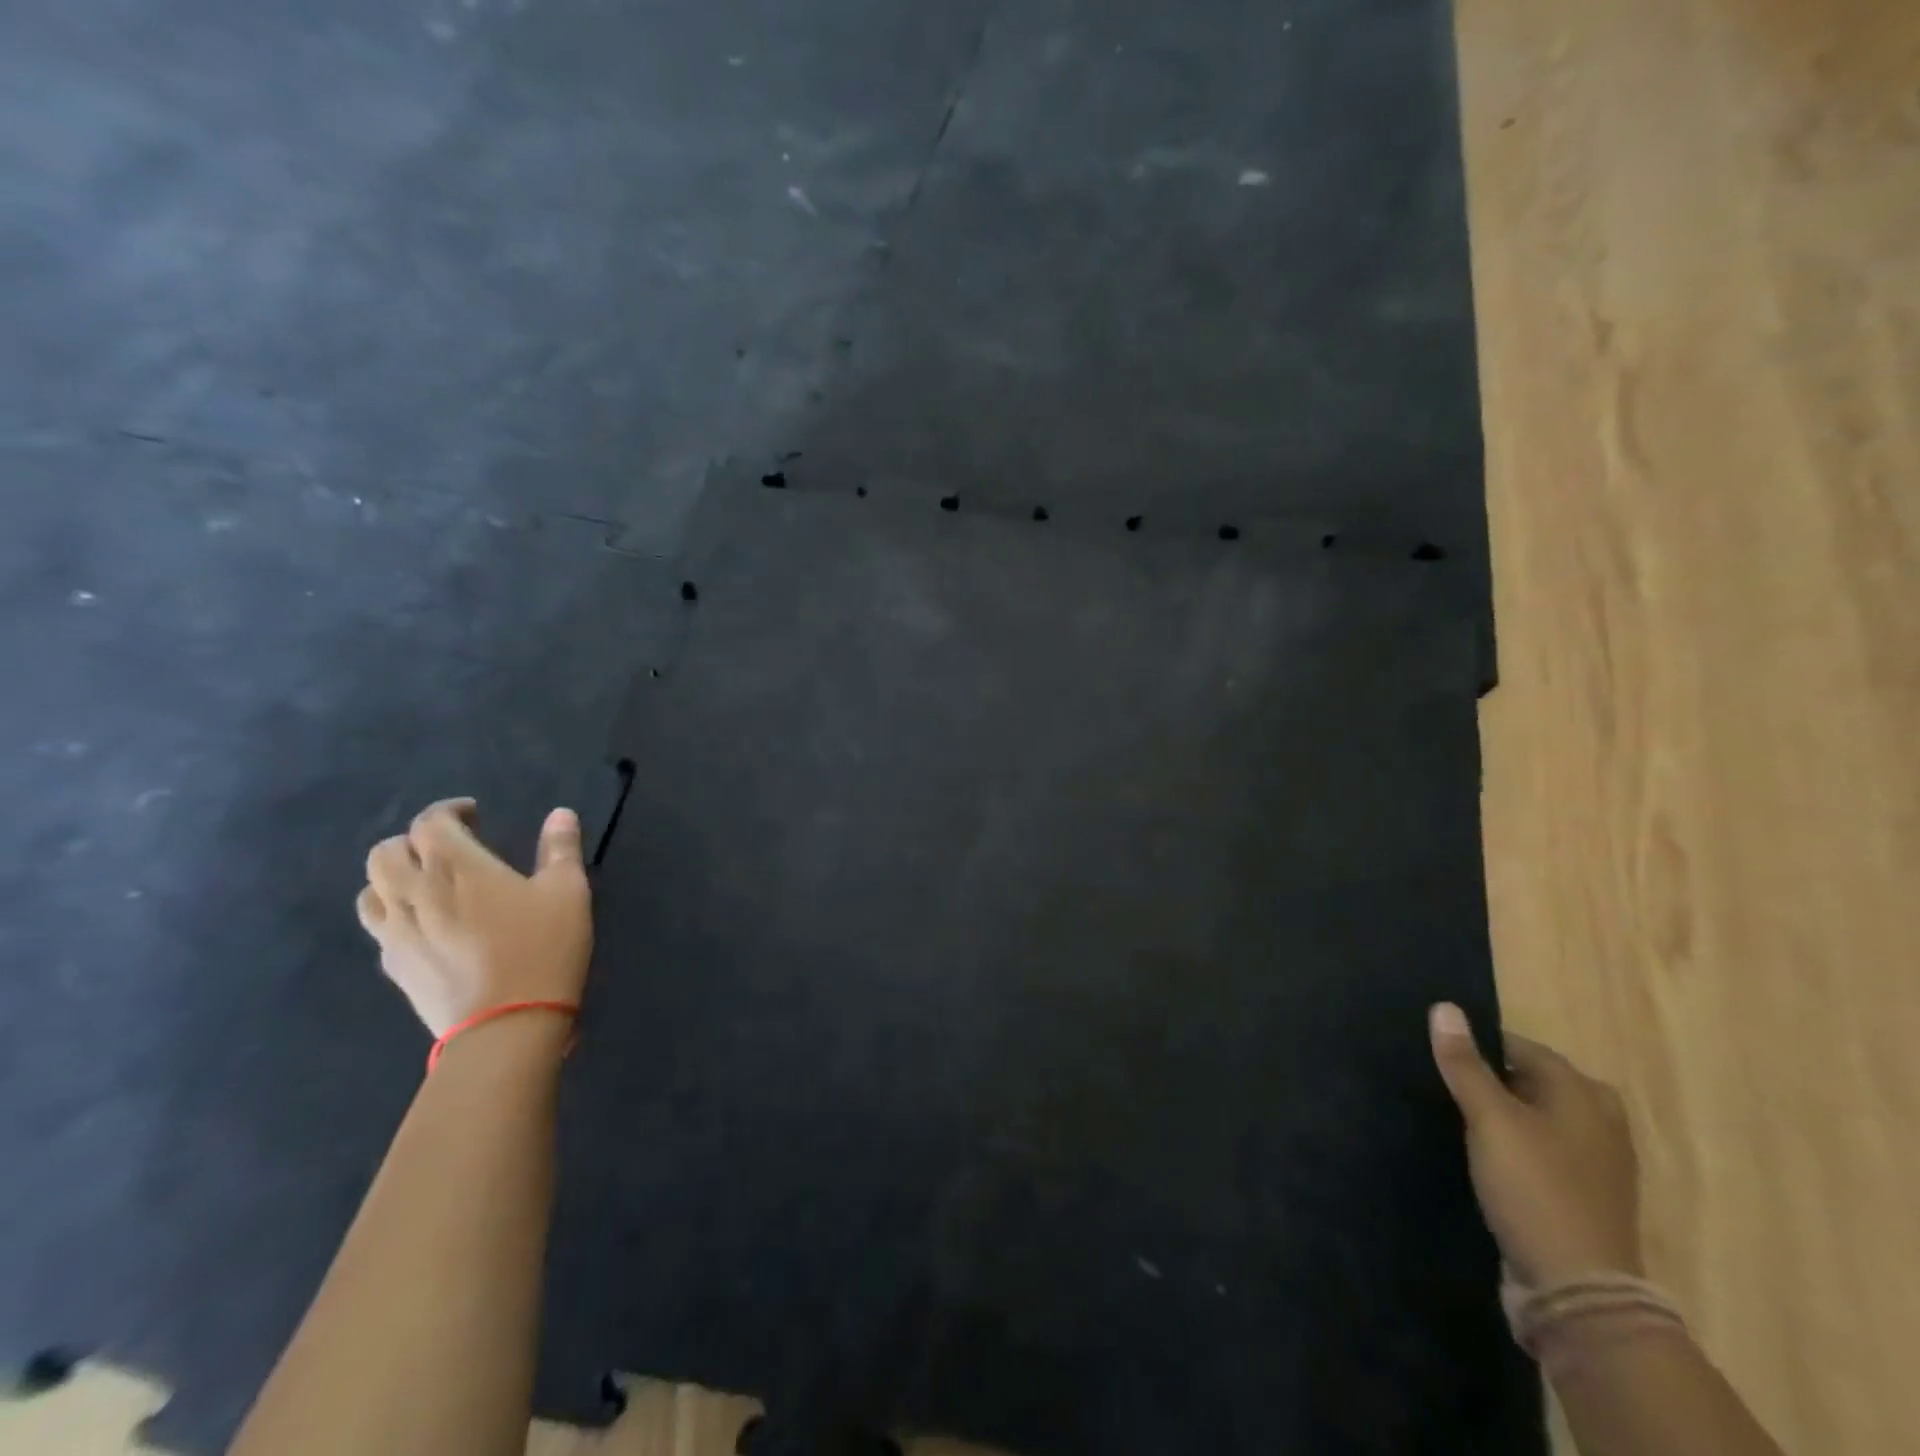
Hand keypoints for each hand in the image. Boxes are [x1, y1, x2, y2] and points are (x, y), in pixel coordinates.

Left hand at [358, 798, 593, 1035]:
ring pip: (371, 890)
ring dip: (394, 877)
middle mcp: (414, 892)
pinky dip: (396, 913)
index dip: (448, 811)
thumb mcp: (567, 892)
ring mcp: (396, 933)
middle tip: (449, 848)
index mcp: (455, 867)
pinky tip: (427, 925)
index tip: (473, 814)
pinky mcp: (394, 966)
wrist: (505, 1026)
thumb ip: (560, 849)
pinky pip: (379, 928)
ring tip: (428, 884)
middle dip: (413, 842)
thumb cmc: (542, 948)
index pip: (429, 823)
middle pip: (385, 852)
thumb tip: (560, 814)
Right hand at [1429, 1003, 1643, 1289]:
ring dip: (1499, 1111)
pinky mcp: (1582, 1192)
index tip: (1436, 1052)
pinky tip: (1481, 1150)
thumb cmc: (1535, 1188)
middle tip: (1441, 1081)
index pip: (1519, 1046)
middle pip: (1530, 1079)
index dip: (1476, 1044)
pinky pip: (1541, 1147)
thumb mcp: (1490, 1119)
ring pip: (1535, 1115)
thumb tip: (1445, 1007)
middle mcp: (1599, 1120)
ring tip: (1453, 1113)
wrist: (1577, 1290)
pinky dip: (1513, 1142)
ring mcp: (1596, 1161)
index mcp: (1583, 1093)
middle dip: (1488, 1076)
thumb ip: (1465, 1064)